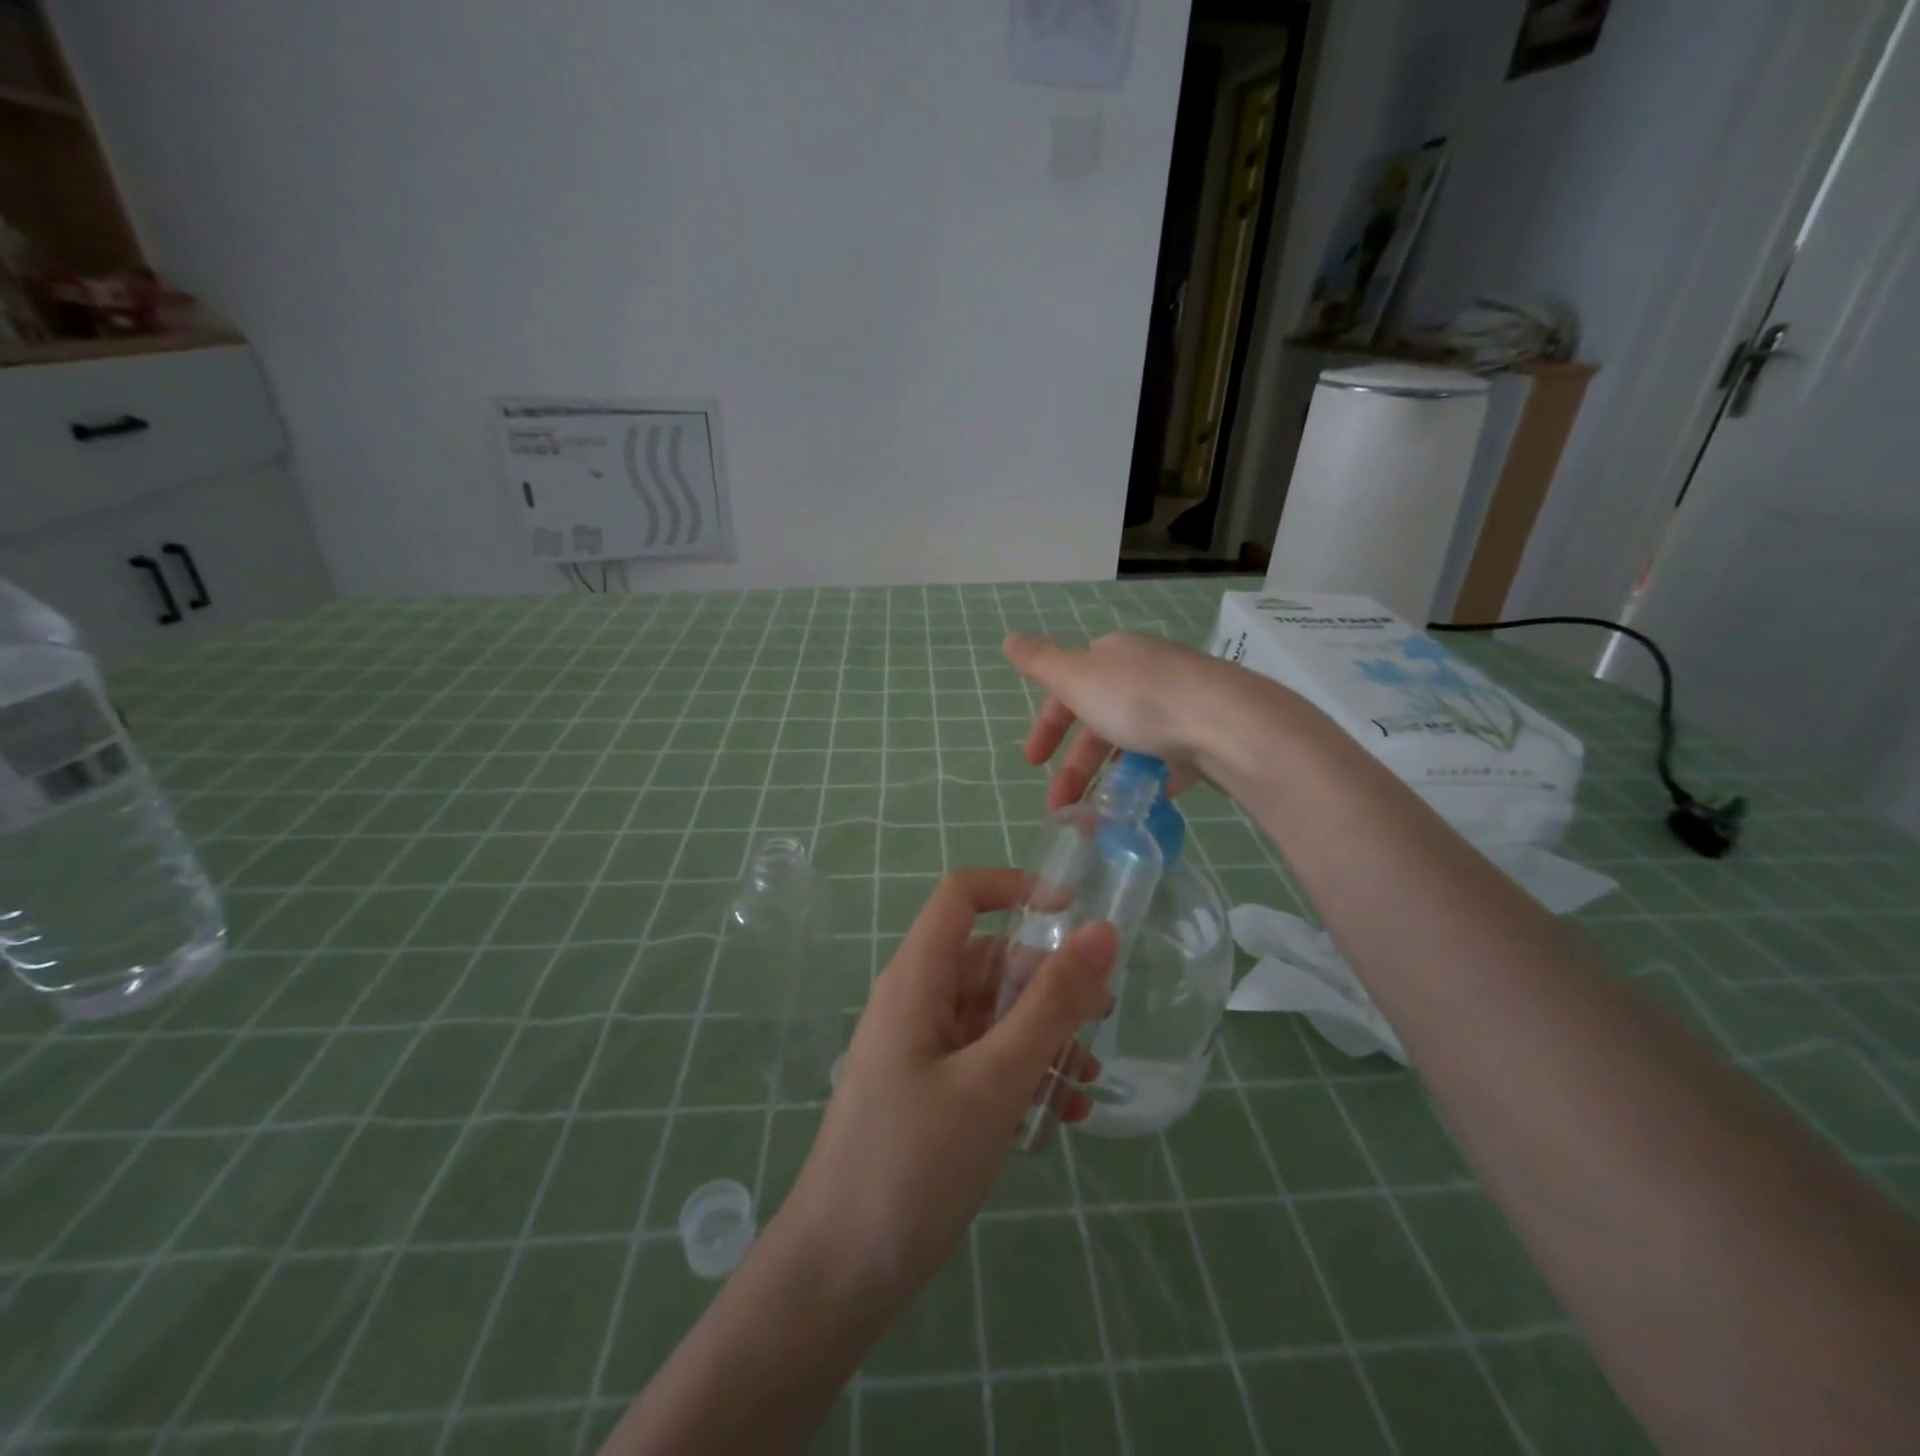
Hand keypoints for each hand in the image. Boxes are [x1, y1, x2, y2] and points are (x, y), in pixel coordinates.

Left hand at [780, 869, 1115, 1312]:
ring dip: (1044, 1034)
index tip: (1075, 912)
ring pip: (993, 1013)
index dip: (1016, 887)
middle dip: (1048, 980)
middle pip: (989, 959)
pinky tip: (1063, 1114)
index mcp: (918, 979)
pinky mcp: (929, 1091)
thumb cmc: (913, 1163)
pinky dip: (1025, 1072)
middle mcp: (917, 1001)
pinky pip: (985, 1058)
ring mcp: (921, 1048)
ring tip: (1088, 1078)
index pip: (962, 896)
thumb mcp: (995, 1079)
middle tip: (1103, 1017)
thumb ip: (1051, 1004)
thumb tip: (1102, 932)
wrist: (838, 1274)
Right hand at [1003, 631, 1236, 807]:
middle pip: (1099, 721)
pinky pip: (1170, 758)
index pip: (1068, 689)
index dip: (1047, 726)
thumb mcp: (1078, 679)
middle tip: (1062, 807)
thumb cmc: (1141, 700)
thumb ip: (1040, 663)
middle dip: (1076, 766)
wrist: (1228, 724)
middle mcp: (1147, 673)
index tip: (1032, 764)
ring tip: (1101, 816)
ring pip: (1133, 742)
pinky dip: (1151, 779)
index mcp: (1114, 657)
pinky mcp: (1207, 733)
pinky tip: (1146, 802)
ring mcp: (1181, 703)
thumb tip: (1008, 637)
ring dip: (1110, 777)